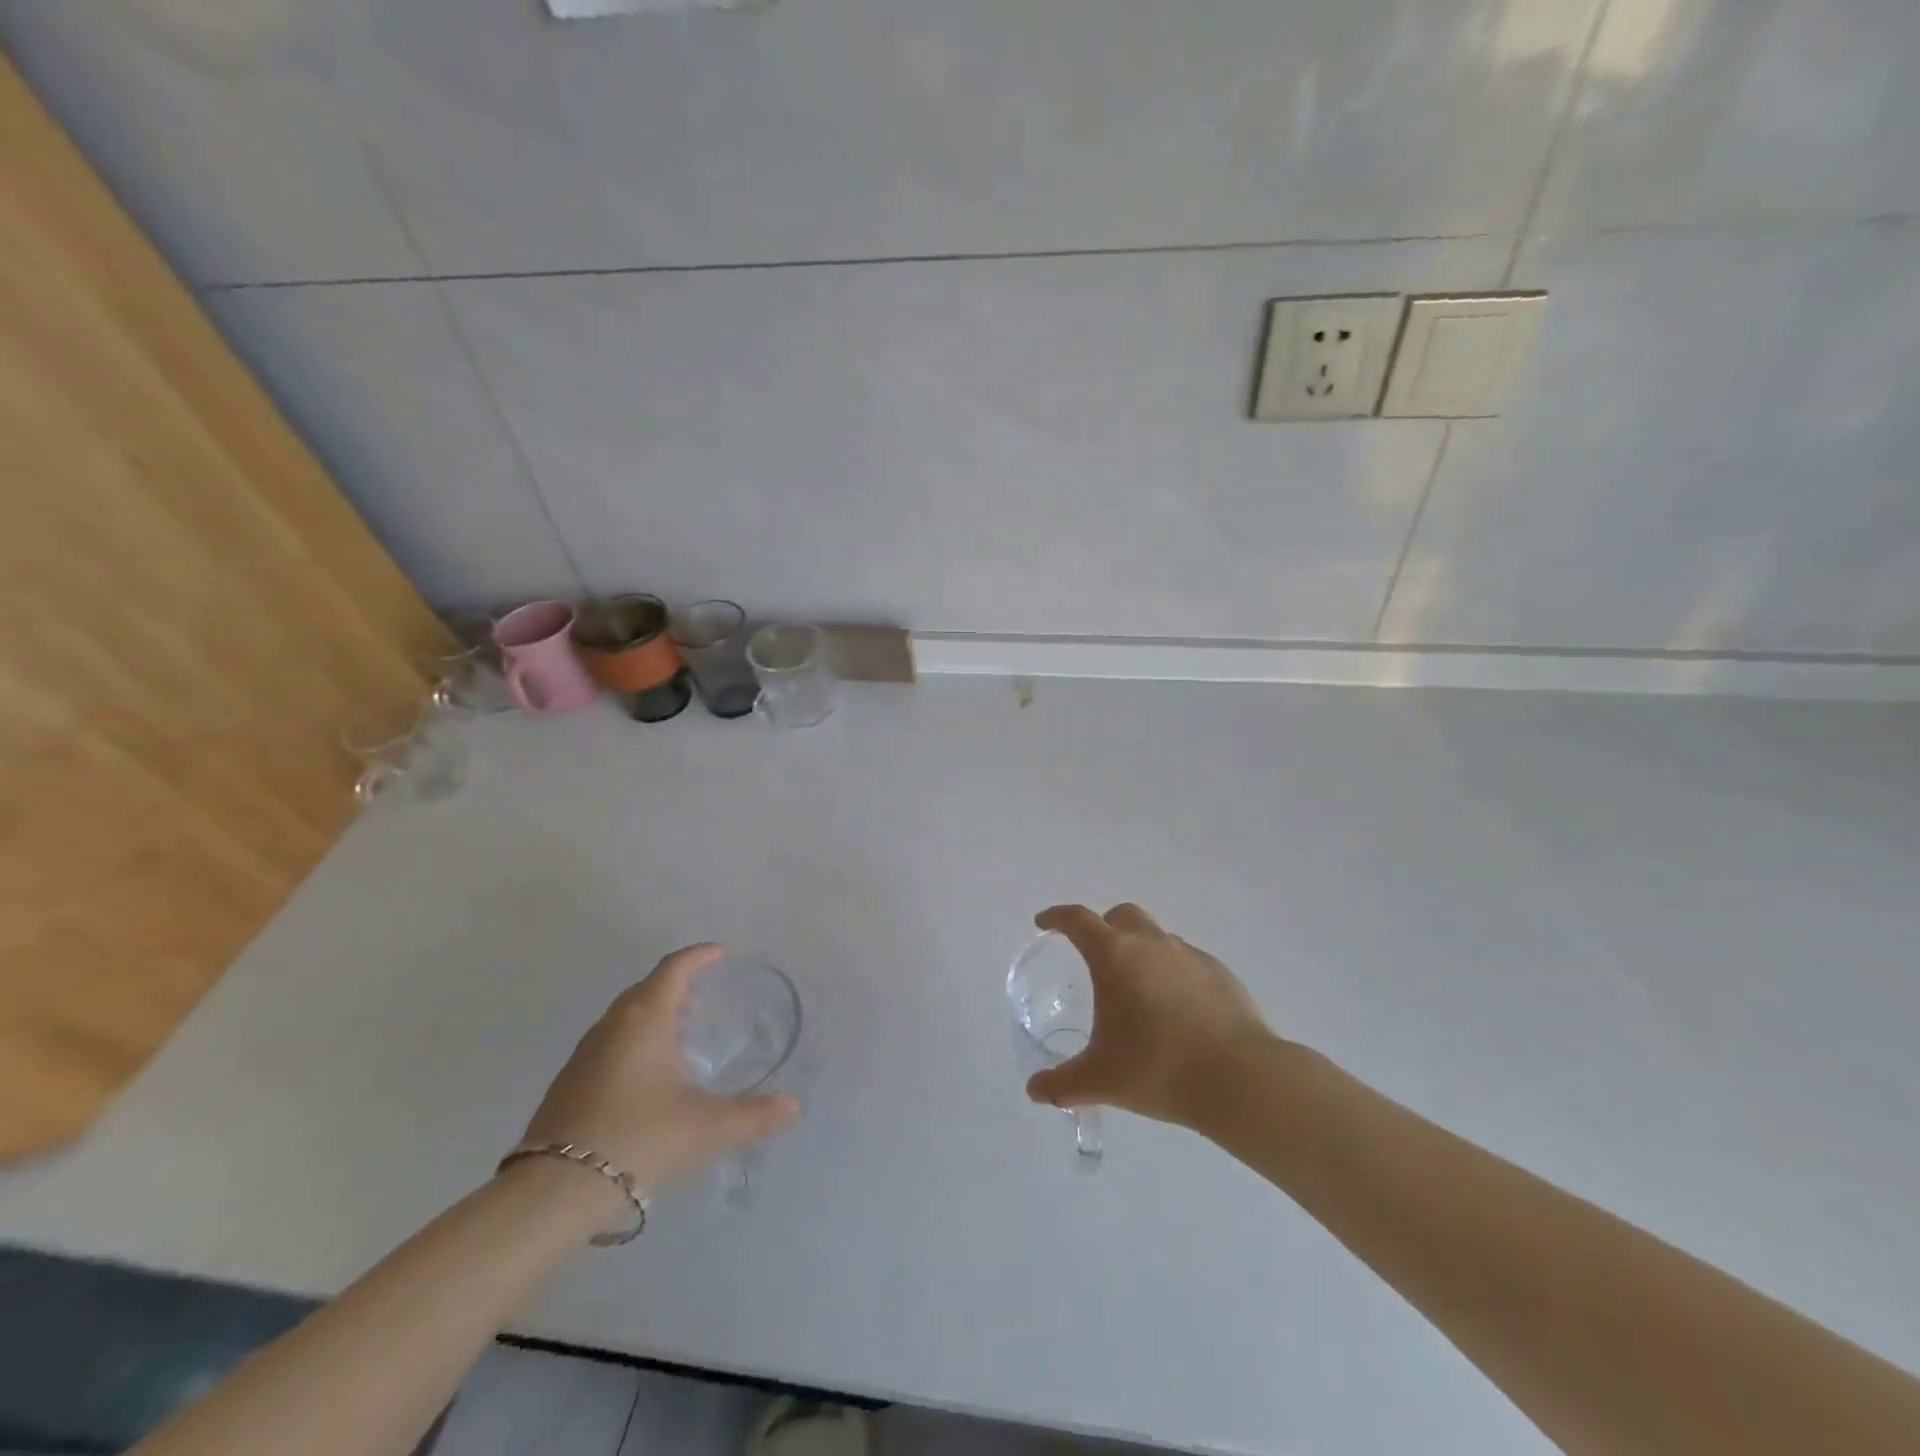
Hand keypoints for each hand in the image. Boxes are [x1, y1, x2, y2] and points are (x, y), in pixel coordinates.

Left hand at [517, 944, 799, 1201]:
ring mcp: (583, 1057)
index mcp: (644, 1020)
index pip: (673, 969)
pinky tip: (646, 1075)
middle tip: (704, 993)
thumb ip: (754, 1115)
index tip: (720, 952)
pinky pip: (608, 1045)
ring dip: (652, 1014)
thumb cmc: (639, 1138)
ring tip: (679, 1032)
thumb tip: (793, 1105)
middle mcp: (611, 1027)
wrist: (553, 1194)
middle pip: (645, 989)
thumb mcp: (707, 1127)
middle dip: (676, 984)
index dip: (698, 956)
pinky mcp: (567, 1087)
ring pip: (623, 1018)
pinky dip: (633, 1042)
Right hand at [1025, 904, 1275, 1128]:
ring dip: (1140, 951)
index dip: (1057, 917)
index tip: (1043, 923)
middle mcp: (1151, 944)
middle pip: (1121, 916)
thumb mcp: (1102, 1080)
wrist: (1240, 1078)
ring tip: (1137, 991)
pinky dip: (1171, 973)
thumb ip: (1063, 1084)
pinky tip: (1175, 1010)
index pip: (1078, 920)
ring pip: (1156, 937)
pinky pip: (1185, 961)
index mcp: (1115, 956)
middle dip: (1102, 927)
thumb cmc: (1159, 1068)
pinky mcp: (1220, 974)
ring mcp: (1189, 955)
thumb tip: (1035, 1090)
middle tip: (1094, 956)